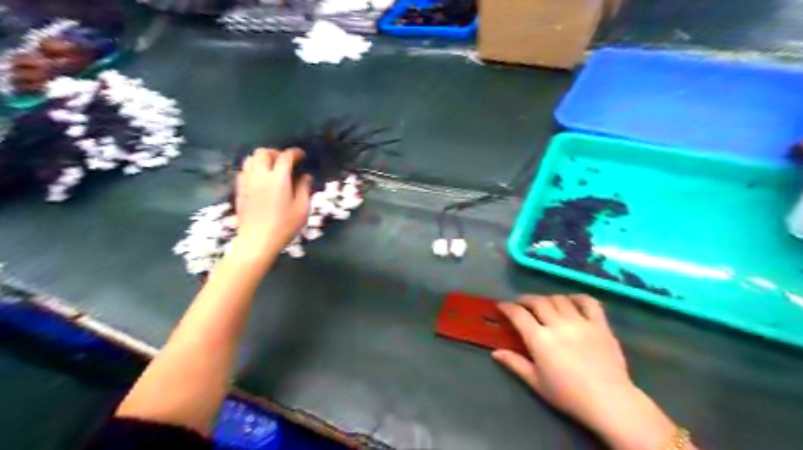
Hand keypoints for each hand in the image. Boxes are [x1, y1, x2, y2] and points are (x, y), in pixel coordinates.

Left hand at [234, 148, 311, 256]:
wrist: (257, 240)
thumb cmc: (284, 226)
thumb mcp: (302, 209)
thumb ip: (304, 189)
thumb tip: (305, 176)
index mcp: (278, 179)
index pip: (286, 157)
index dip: (295, 153)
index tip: (302, 156)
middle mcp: (260, 175)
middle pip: (264, 152)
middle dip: (276, 152)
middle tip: (286, 161)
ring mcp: (247, 182)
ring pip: (250, 159)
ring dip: (263, 159)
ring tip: (272, 167)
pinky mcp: (239, 190)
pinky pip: (244, 170)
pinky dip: (253, 168)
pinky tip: (260, 178)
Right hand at [497, 295, 675, 449]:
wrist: (609, 402)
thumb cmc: (568, 395)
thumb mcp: (536, 382)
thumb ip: (515, 364)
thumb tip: (495, 353)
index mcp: (540, 339)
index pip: (518, 314)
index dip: (507, 307)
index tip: (501, 306)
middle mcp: (558, 325)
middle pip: (538, 301)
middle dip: (525, 299)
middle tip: (521, 304)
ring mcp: (581, 322)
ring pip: (560, 299)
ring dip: (548, 298)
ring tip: (545, 304)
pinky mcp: (600, 324)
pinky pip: (588, 302)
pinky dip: (578, 298)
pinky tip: (572, 301)